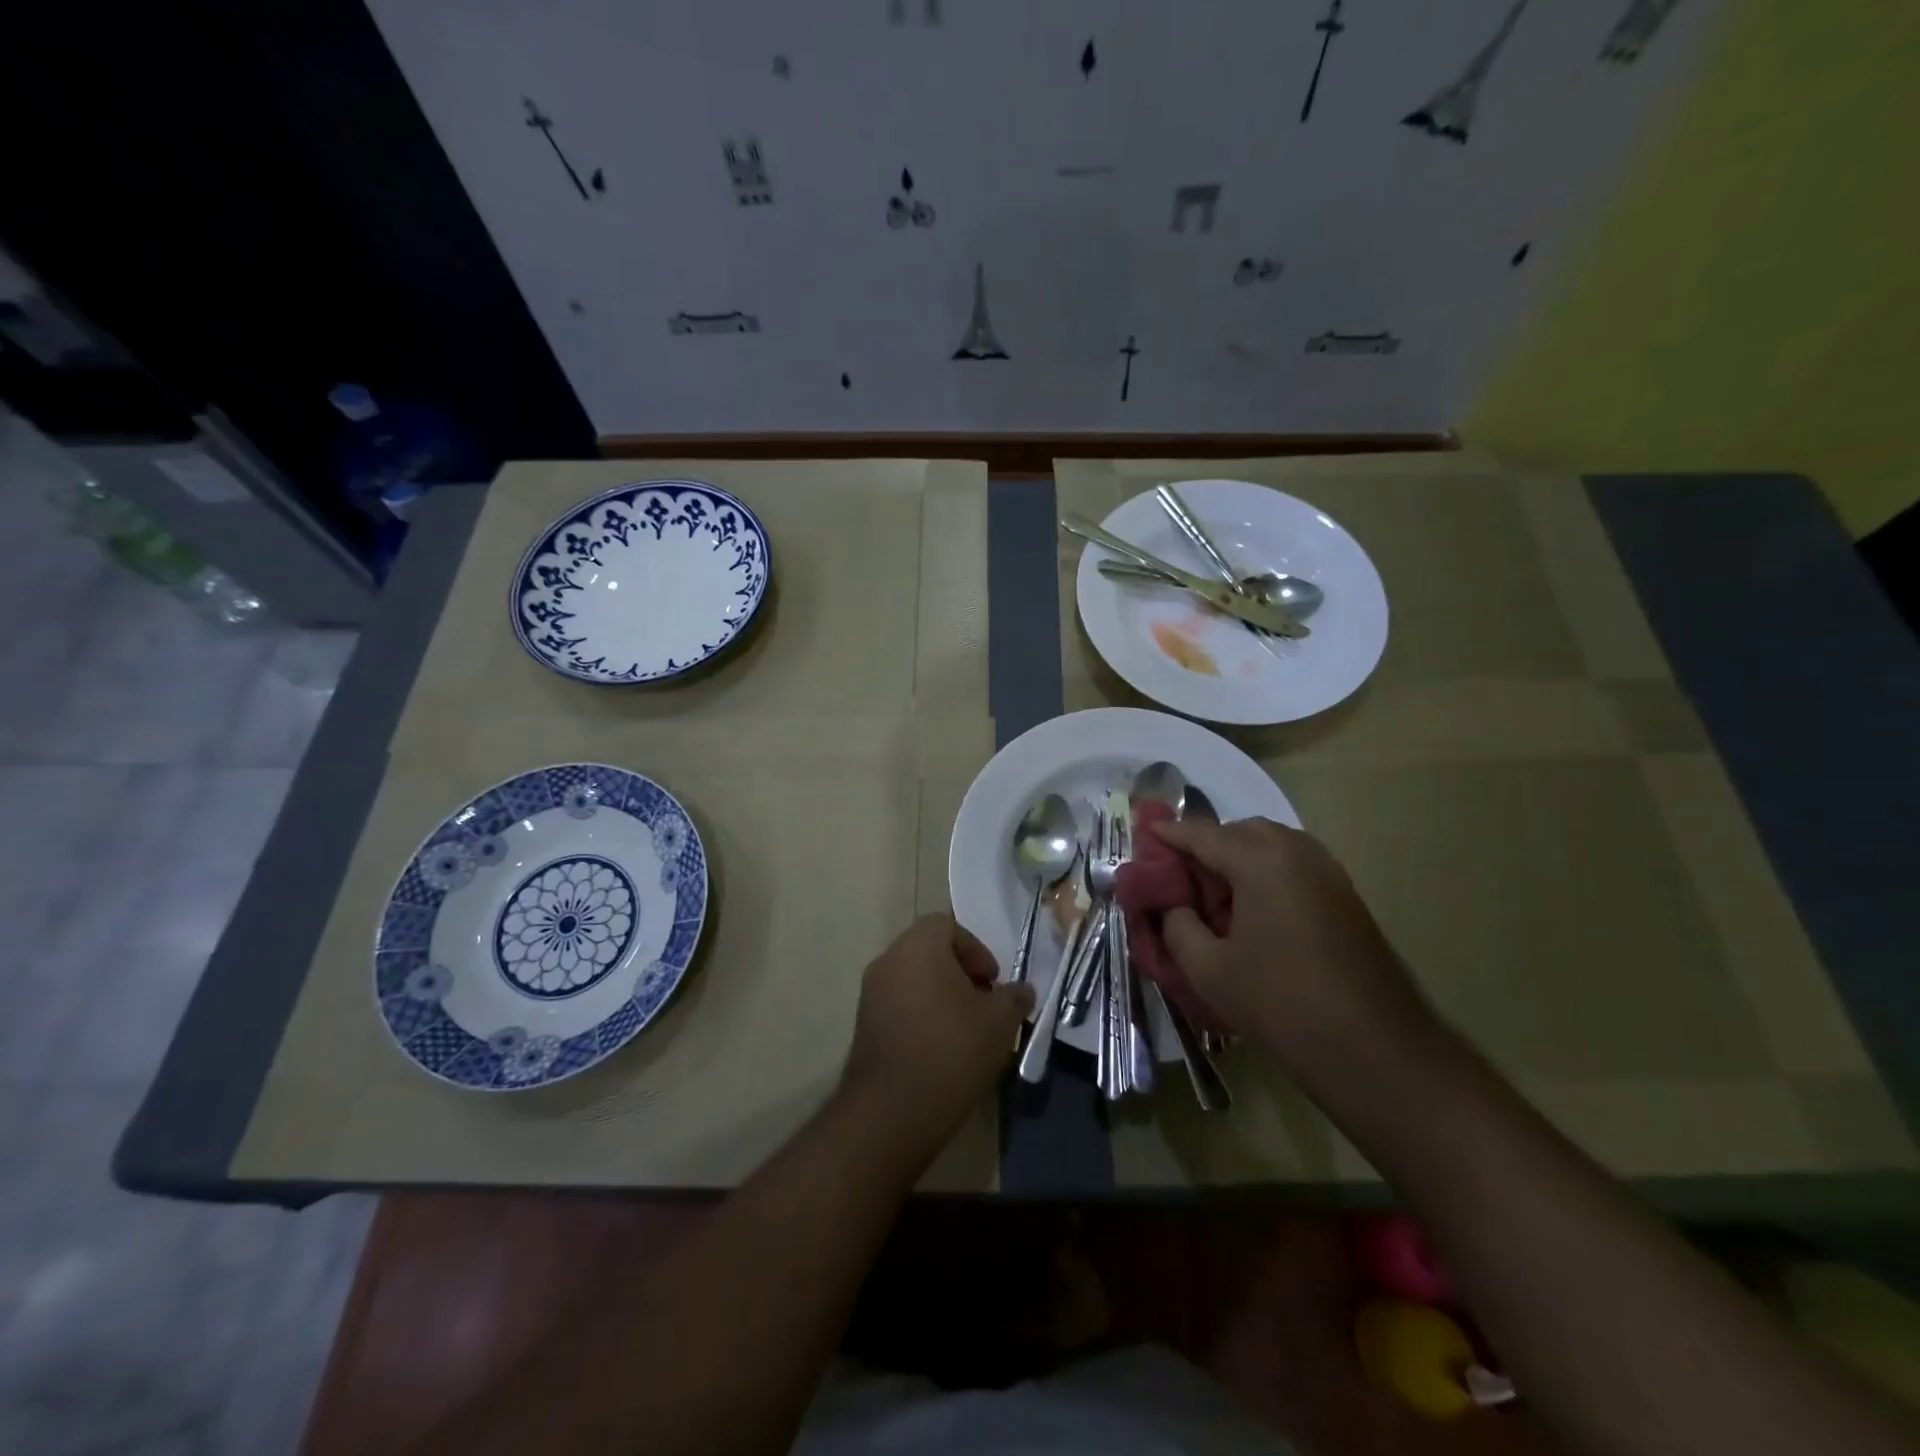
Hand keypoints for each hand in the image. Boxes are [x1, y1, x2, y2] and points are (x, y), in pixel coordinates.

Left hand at [837, 915, 1033, 1160]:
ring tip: (966, 1030)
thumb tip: (1022, 990)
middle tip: (983, 1003)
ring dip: (940, 995)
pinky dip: (920, 1015)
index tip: (992, 981)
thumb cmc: (951, 1050)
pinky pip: (898, 1005)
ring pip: (912, 979)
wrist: (892, 1110)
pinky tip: (941, 1049)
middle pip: (928, 951)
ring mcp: (870, 994)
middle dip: (960, 972)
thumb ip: (1014, 997)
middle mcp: (888, 961)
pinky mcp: (863, 1026)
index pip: (947, 925)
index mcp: (918, 946)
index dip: (976, 948)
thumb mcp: (999, 1022)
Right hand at [1149, 817, 1438, 1080]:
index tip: (1143, 832)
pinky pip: (1293, 865)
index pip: (1201, 834)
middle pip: (1239, 832)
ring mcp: (1327, 871)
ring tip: (1213, 893)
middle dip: (1206, 844)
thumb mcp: (1208, 969)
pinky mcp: (1344, 895)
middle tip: (1179, 875)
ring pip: (1270, 845)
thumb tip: (1174, 906)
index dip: (1168, 834)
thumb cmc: (1281, 1004)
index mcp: (1260, 860)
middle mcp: (1296, 851)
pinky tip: (1252, 909)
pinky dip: (1265, 872)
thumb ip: (1178, 925)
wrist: (1375, 1049)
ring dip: (1238, 857)